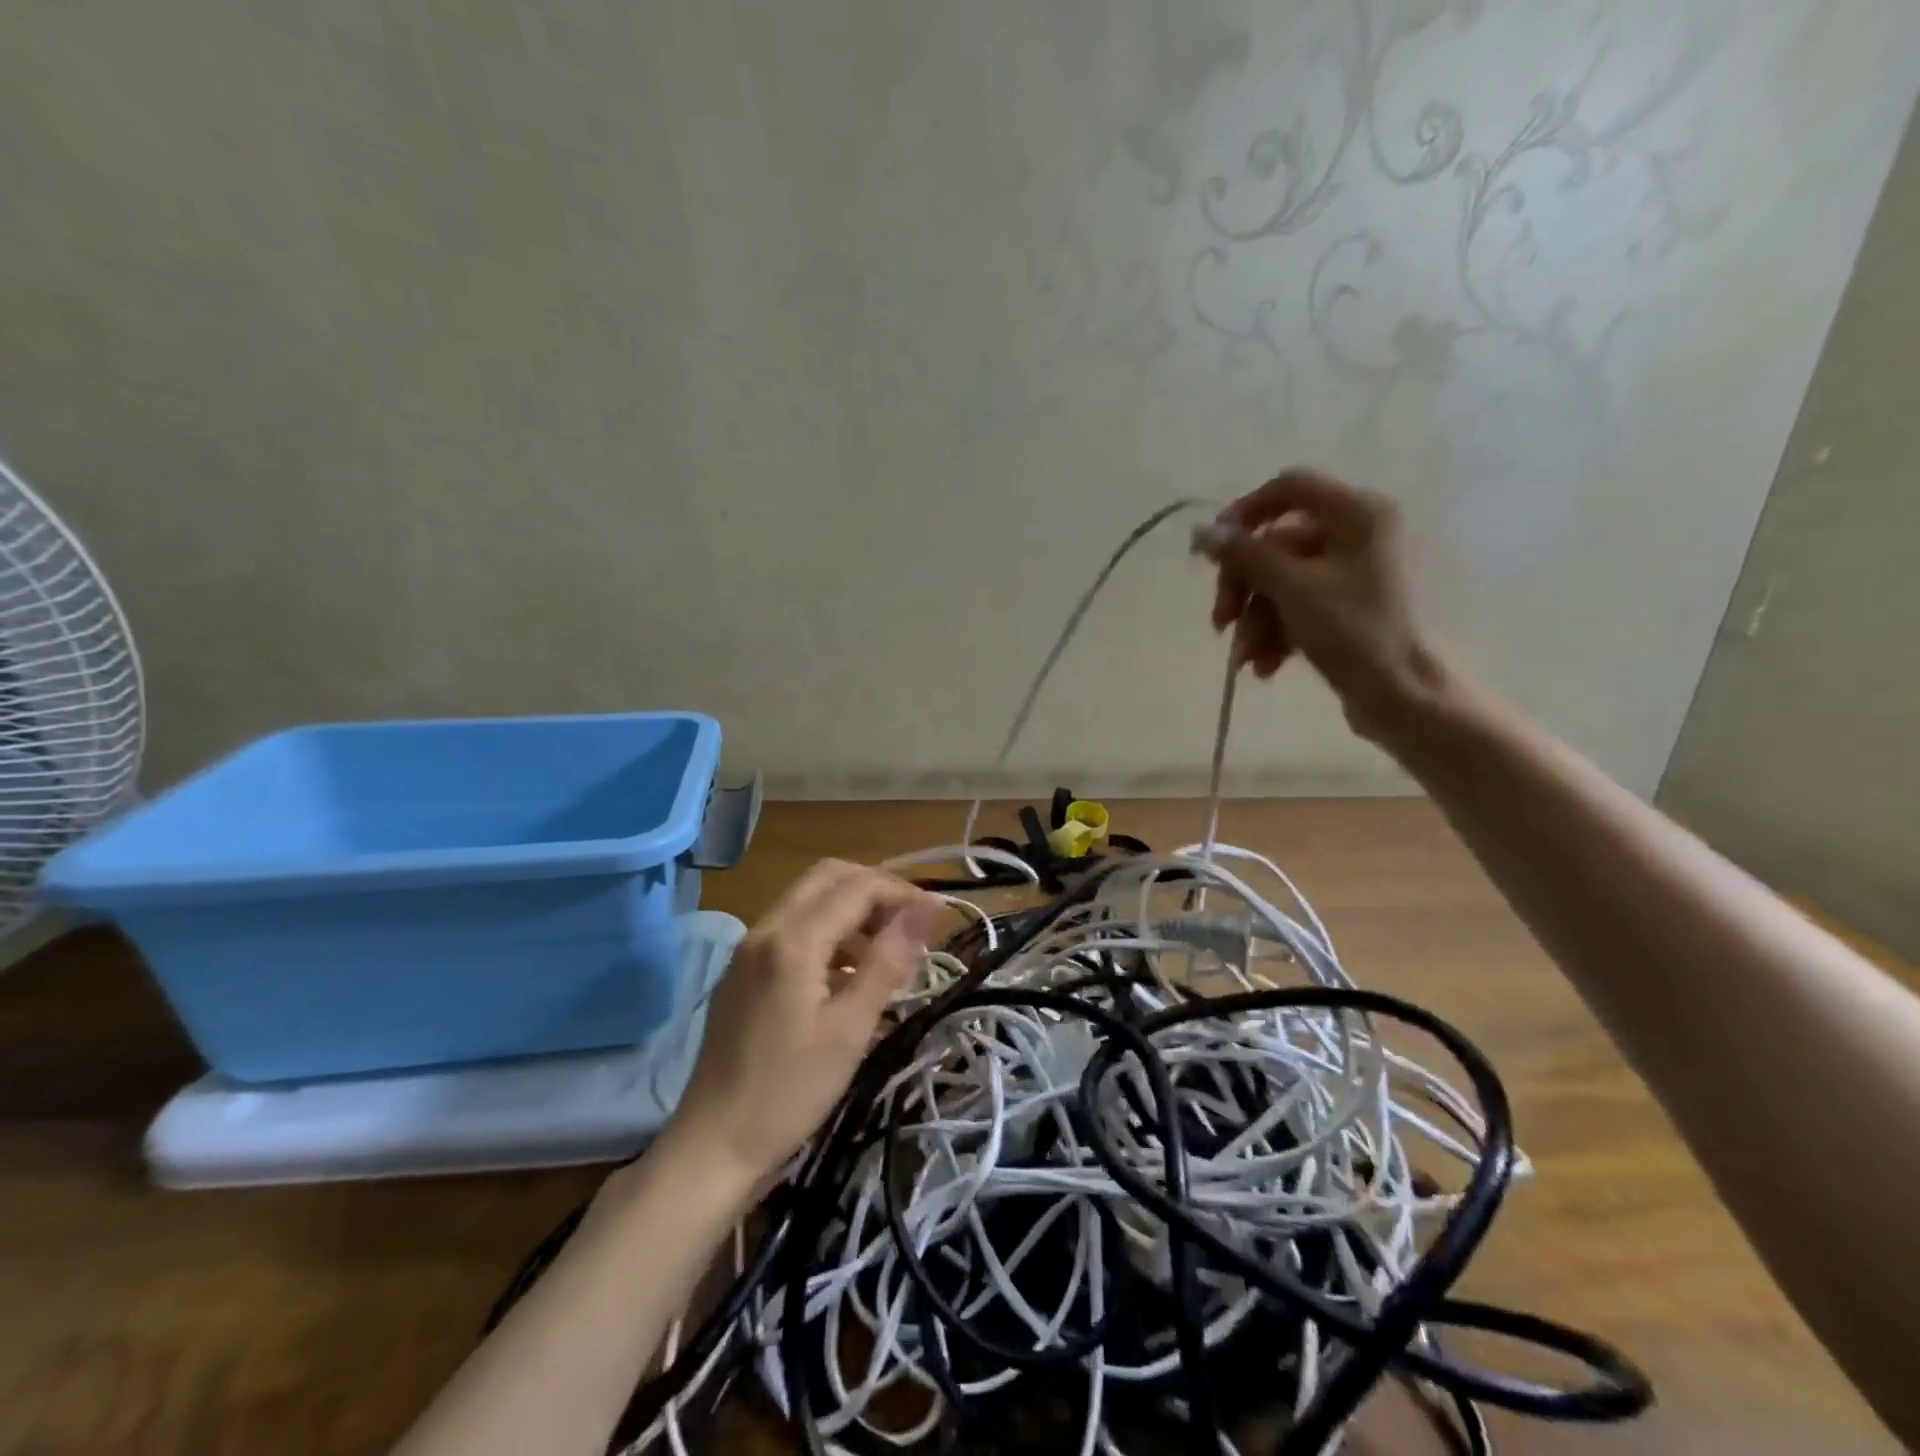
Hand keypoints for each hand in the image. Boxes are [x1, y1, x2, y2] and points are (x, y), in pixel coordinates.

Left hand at [663, 860, 942, 1184]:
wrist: (713, 1145)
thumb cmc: (790, 1092)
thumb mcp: (850, 1029)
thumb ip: (887, 962)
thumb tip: (924, 911)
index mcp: (792, 940)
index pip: (857, 887)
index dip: (902, 893)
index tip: (937, 916)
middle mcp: (766, 929)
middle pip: (828, 877)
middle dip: (875, 888)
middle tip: (911, 923)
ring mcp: (748, 948)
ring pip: (808, 898)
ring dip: (851, 907)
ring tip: (887, 949)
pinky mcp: (742, 970)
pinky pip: (790, 926)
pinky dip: (826, 930)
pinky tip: (847, 972)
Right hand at [1194, 467, 1445, 739]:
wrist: (1400, 696)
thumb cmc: (1352, 632)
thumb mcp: (1291, 589)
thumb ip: (1244, 555)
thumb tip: (1201, 532)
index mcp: (1357, 513)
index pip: (1289, 487)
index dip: (1244, 513)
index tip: (1213, 550)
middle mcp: (1356, 534)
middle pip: (1275, 545)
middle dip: (1243, 587)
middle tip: (1221, 622)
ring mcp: (1349, 572)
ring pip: (1278, 582)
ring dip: (1254, 620)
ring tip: (1247, 658)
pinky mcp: (1342, 607)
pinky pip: (1293, 606)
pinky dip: (1273, 633)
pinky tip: (1265, 666)